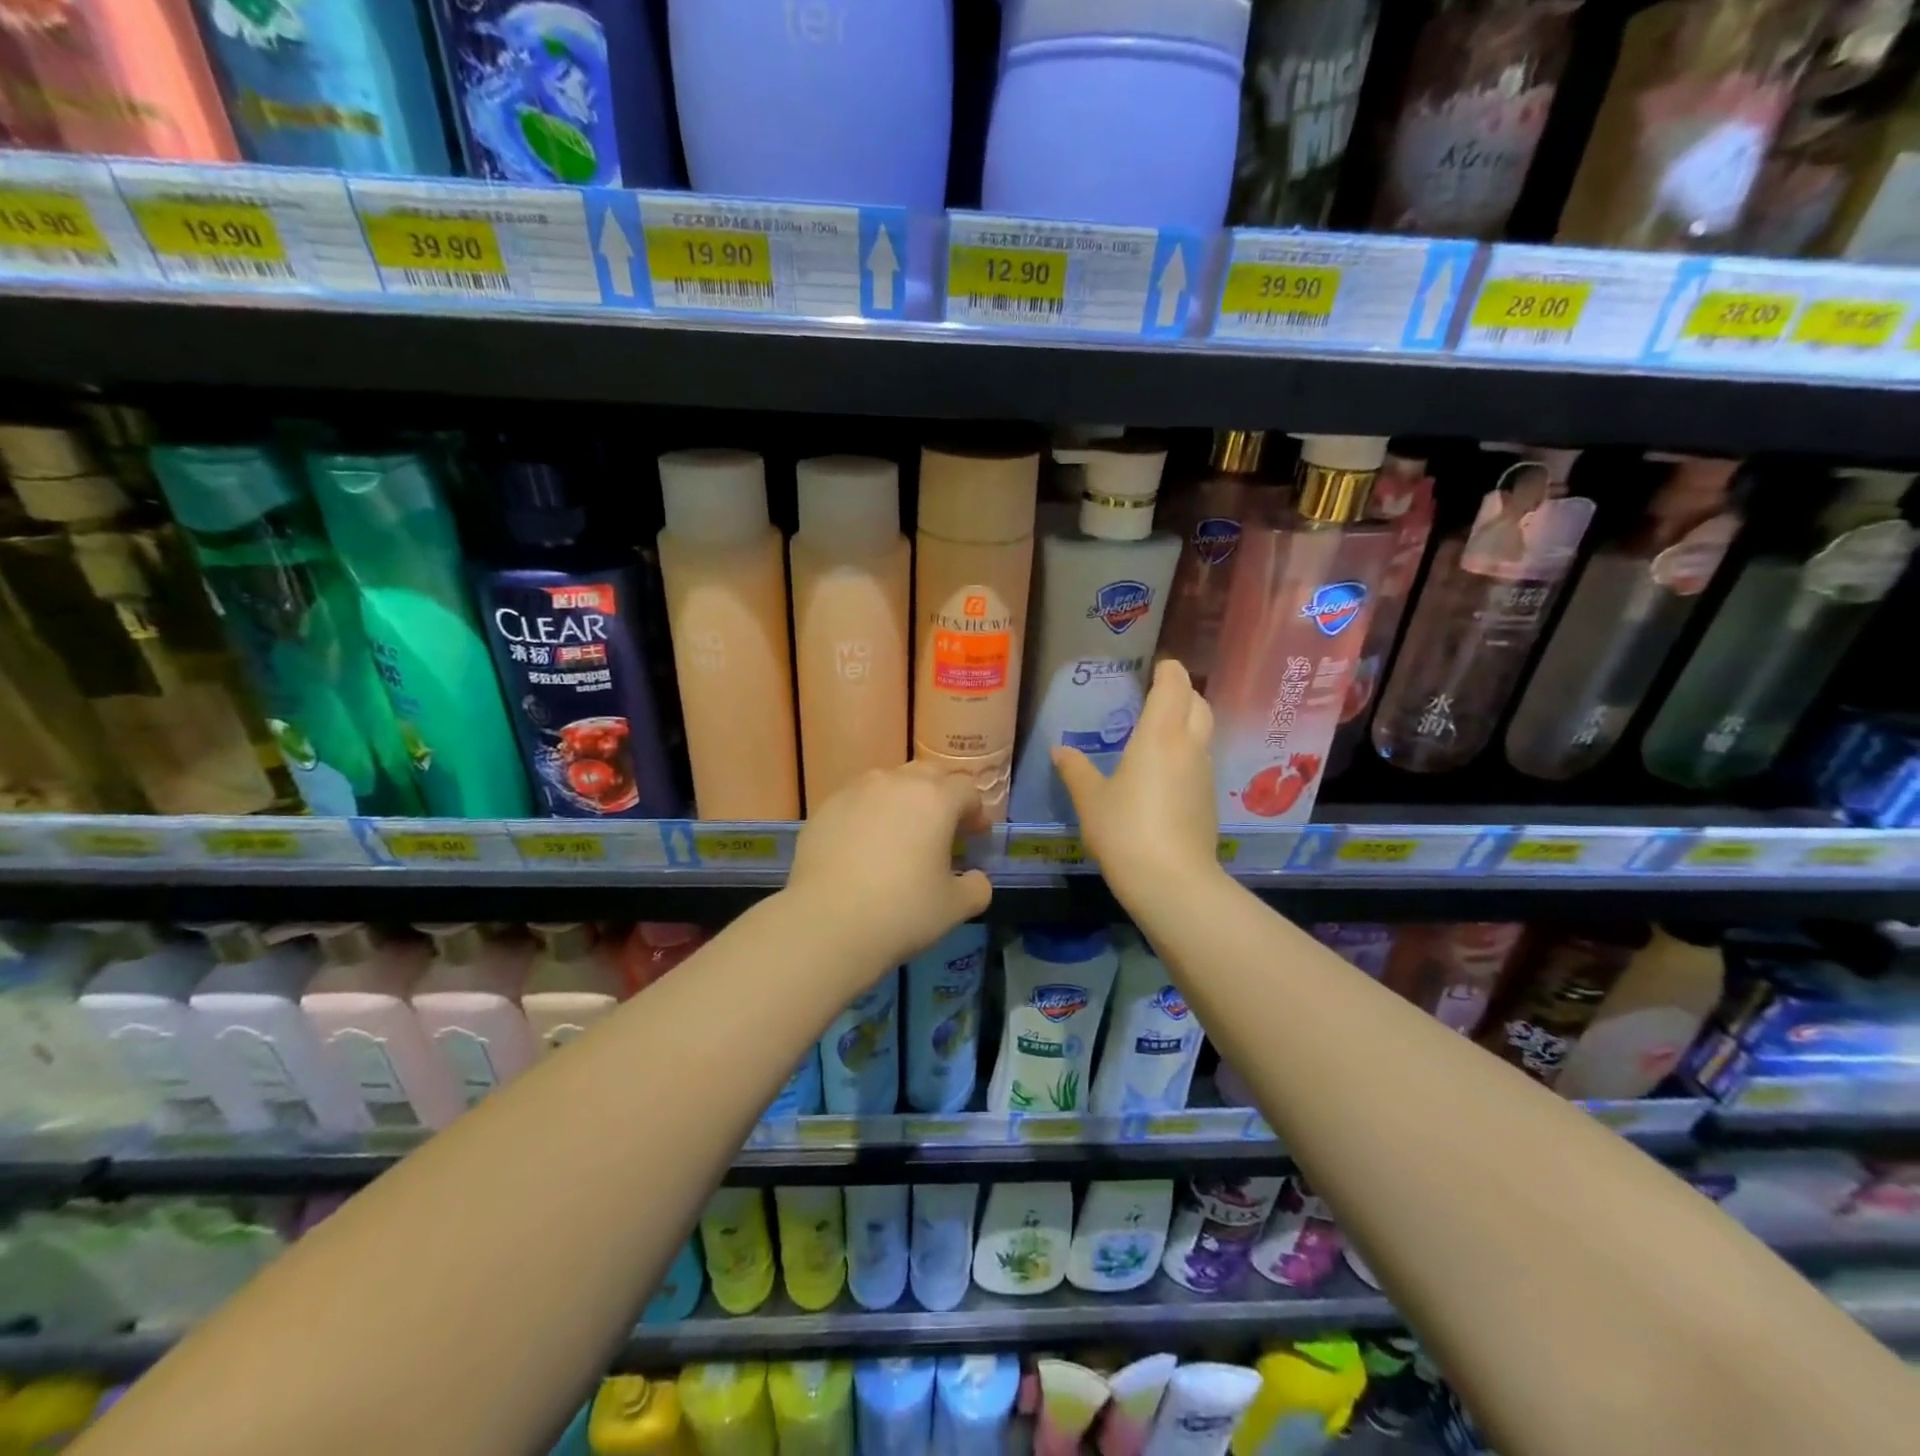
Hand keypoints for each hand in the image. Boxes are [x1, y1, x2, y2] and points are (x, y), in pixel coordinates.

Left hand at [786, 762, 992, 969]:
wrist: (826, 923)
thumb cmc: (902, 911)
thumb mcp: (955, 908)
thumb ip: (977, 888)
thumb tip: (977, 879)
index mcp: (935, 800)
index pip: (967, 790)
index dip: (977, 813)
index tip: (974, 838)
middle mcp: (896, 783)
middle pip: (929, 773)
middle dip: (943, 793)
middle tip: (943, 827)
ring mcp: (856, 791)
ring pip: (890, 781)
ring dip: (904, 798)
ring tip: (901, 832)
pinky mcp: (825, 808)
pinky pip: (857, 800)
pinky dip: (869, 813)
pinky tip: (864, 846)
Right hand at [1053, 659, 1221, 903]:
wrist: (1172, 881)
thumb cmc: (1125, 830)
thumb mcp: (1090, 799)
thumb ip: (1076, 770)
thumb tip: (1059, 750)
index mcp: (1160, 735)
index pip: (1175, 685)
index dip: (1169, 670)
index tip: (1156, 666)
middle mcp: (1189, 746)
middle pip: (1198, 703)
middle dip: (1183, 691)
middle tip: (1157, 695)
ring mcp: (1204, 773)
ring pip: (1203, 732)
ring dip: (1187, 722)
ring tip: (1157, 731)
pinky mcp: (1209, 799)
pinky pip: (1200, 760)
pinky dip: (1187, 752)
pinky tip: (1163, 772)